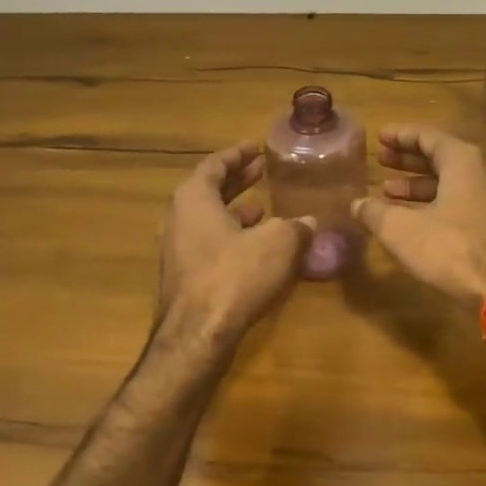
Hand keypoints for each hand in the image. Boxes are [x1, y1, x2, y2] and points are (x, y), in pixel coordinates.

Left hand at [155, 142, 312, 345]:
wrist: (196, 337)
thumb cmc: (235, 276)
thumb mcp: (278, 244)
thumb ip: (296, 227)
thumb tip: (310, 221)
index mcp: (193, 198)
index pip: (214, 165)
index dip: (237, 154)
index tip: (255, 148)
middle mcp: (178, 219)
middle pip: (208, 190)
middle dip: (237, 180)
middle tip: (261, 170)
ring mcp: (176, 251)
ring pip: (207, 220)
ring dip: (235, 211)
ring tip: (264, 208)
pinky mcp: (183, 279)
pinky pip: (208, 245)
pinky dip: (230, 237)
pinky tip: (256, 248)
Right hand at [351, 127, 485, 316]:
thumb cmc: (453, 250)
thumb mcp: (402, 231)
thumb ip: (375, 212)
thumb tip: (357, 204)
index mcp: (465, 161)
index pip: (428, 136)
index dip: (400, 136)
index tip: (380, 137)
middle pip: (443, 156)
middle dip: (409, 160)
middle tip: (382, 160)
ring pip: (455, 181)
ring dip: (422, 185)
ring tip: (391, 193)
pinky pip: (468, 200)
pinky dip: (441, 201)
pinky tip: (420, 219)